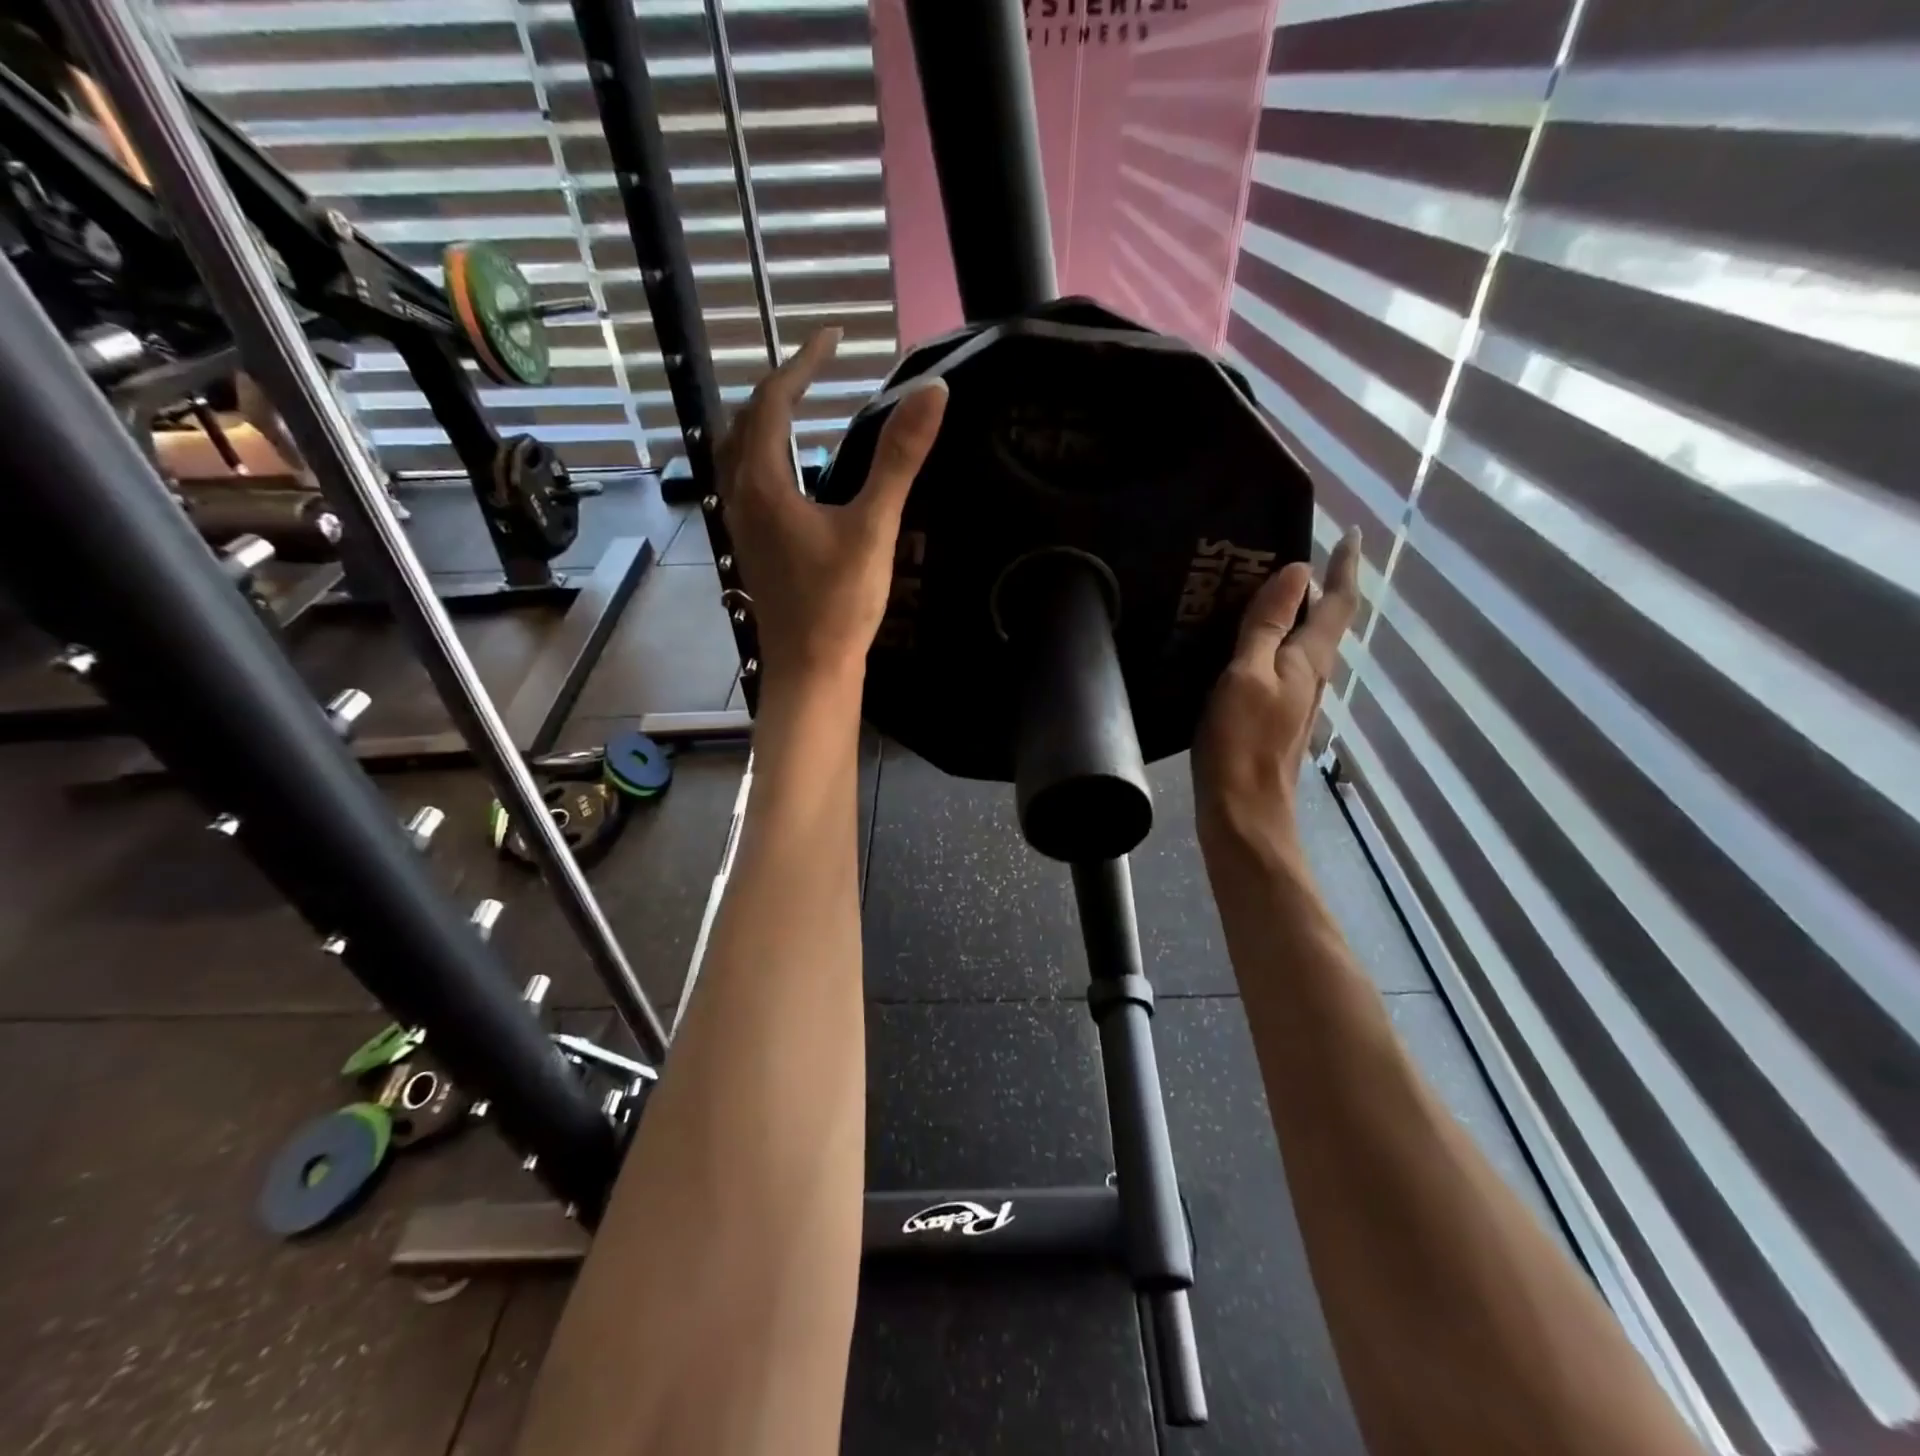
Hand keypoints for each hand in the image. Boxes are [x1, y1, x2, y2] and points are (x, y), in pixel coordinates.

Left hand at [715, 329, 947, 693]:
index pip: (773, 401)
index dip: (802, 363)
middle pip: (747, 422)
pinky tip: (796, 473)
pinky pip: (749, 482)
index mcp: (763, 484)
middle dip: (780, 387)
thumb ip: (899, 459)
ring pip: (741, 454)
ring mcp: (742, 524)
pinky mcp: (753, 547)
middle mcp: (741, 497)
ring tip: (803, 406)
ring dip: (767, 421)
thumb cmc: (839, 602)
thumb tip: (933, 393)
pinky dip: (768, 456)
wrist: (811, 668)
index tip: (835, 338)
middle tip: (818, 369)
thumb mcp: (873, 527)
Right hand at [1192, 528, 1361, 859]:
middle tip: (1285, 554)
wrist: (1243, 811)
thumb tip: (1296, 570)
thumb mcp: (1247, 674)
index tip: (1352, 533)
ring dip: (1292, 613)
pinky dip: (1271, 641)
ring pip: (1302, 643)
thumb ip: (1268, 624)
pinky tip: (1243, 643)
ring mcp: (1295, 699)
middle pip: (1324, 621)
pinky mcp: (1275, 717)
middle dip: (1315, 585)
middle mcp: (1311, 675)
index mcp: (1309, 659)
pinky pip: (1280, 664)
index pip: (1338, 602)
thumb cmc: (1241, 741)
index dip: (1345, 566)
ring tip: (1260, 590)